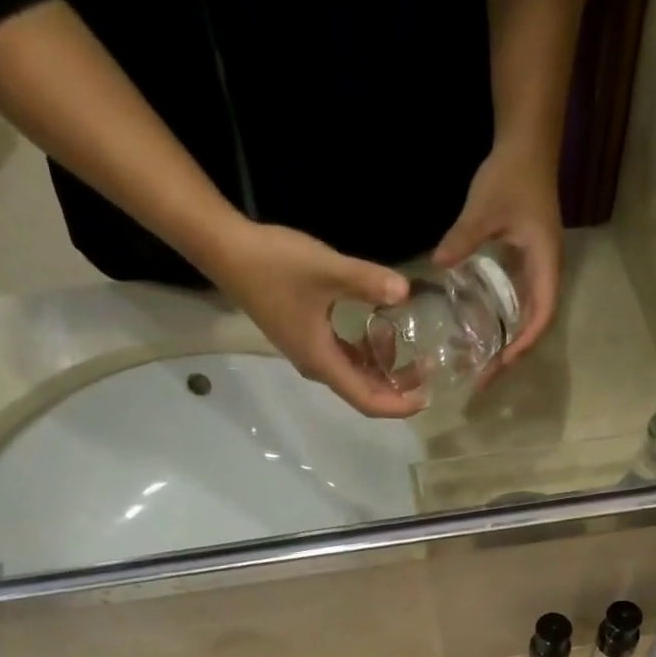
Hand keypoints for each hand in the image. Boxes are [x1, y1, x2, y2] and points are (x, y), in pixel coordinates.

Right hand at [203, 222, 424, 418]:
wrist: (227, 251)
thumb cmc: (274, 264)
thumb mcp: (326, 269)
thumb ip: (367, 282)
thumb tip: (406, 292)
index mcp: (323, 363)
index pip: (367, 401)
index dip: (399, 405)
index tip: (426, 397)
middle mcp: (318, 367)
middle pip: (364, 391)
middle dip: (398, 387)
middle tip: (427, 369)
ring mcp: (310, 353)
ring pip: (355, 374)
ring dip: (383, 369)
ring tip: (412, 350)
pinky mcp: (307, 336)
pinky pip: (344, 356)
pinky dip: (367, 352)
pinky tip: (381, 330)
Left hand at [433, 143, 564, 372]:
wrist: (527, 145)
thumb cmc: (512, 174)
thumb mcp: (484, 206)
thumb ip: (463, 237)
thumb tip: (436, 264)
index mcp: (544, 264)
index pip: (542, 314)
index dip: (524, 342)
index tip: (503, 362)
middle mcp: (545, 274)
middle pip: (535, 326)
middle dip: (513, 355)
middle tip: (485, 378)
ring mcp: (536, 271)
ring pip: (528, 319)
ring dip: (509, 344)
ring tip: (483, 366)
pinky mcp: (525, 266)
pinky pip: (518, 305)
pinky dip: (504, 325)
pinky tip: (483, 336)